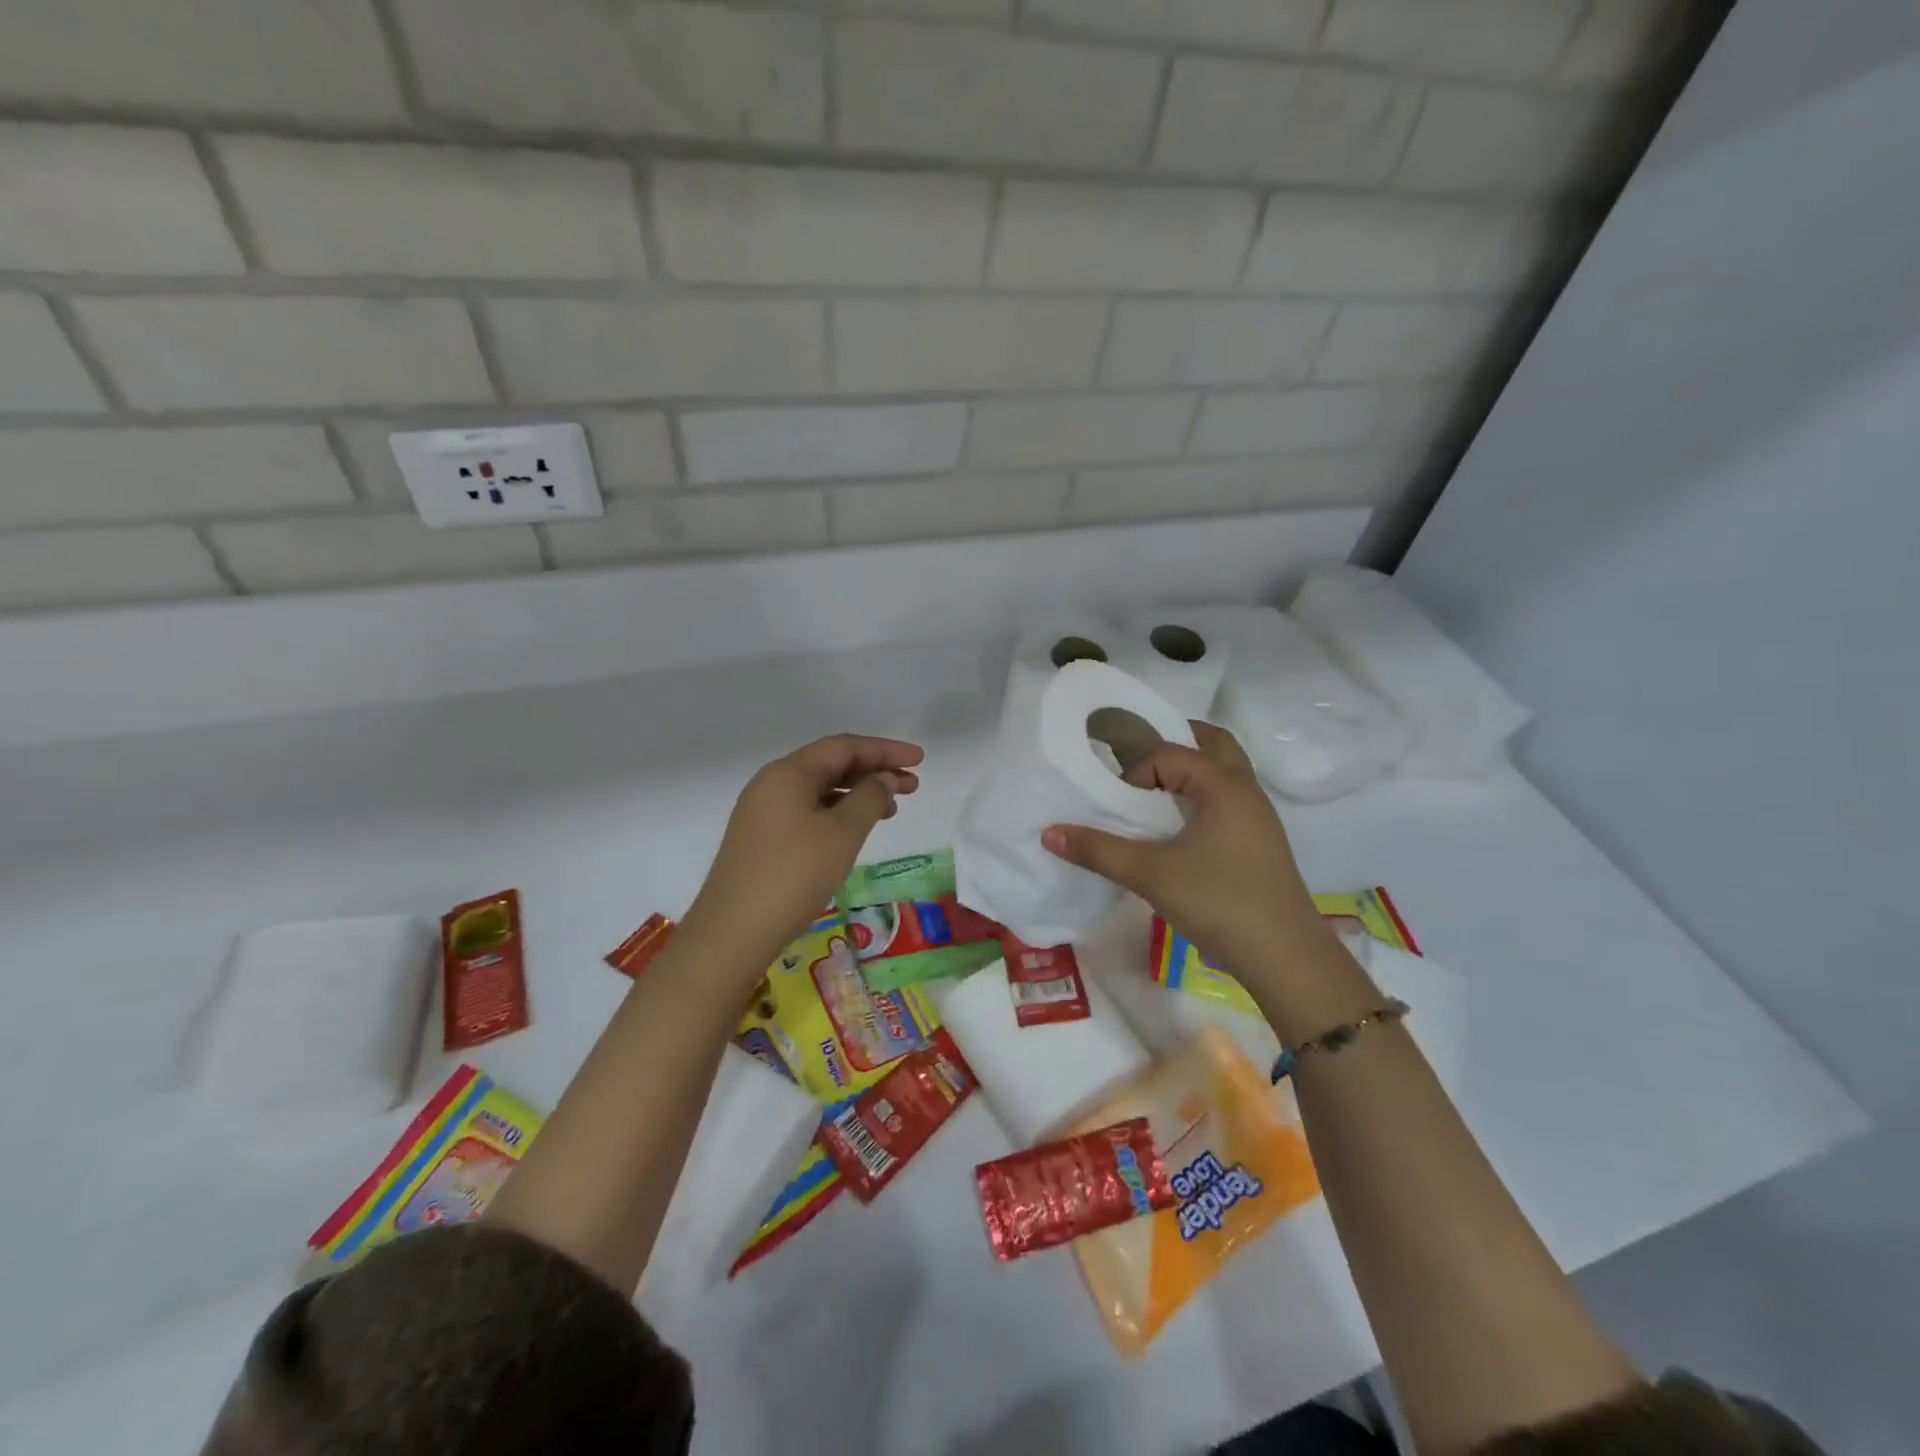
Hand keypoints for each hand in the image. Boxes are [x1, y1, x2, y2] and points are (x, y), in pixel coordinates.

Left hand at [684, 734, 923, 974]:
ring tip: (891, 810)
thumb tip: (884, 779)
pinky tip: (855, 831)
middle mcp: (771, 784)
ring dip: (857, 794)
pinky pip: (807, 812)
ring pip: (819, 791)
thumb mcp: (842, 833)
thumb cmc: (793, 874)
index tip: (919, 759)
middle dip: (874, 771)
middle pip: (831, 765)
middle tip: (913, 786)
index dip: (885, 750)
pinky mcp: (761, 839)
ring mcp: (763, 813)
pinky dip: (837, 814)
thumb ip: (870, 797)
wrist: (732, 932)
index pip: (844, 747)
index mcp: (788, 773)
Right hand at [1041, 723, 1330, 988]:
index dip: (1136, 771)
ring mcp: (1257, 817)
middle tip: (1140, 765)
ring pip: (1224, 773)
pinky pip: (1227, 799)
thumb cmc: (1219, 902)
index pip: (1170, 753)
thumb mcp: (1150, 875)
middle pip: (1213, 744)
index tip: (1118, 805)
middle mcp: (1245, 790)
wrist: (1285, 957)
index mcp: (1224, 785)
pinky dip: (1201, 797)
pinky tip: (1178, 829)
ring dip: (1190, 772)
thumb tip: (1050, 833)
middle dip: (1175, 744)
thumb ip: (1099, 851)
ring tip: (1153, 795)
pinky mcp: (1258, 842)